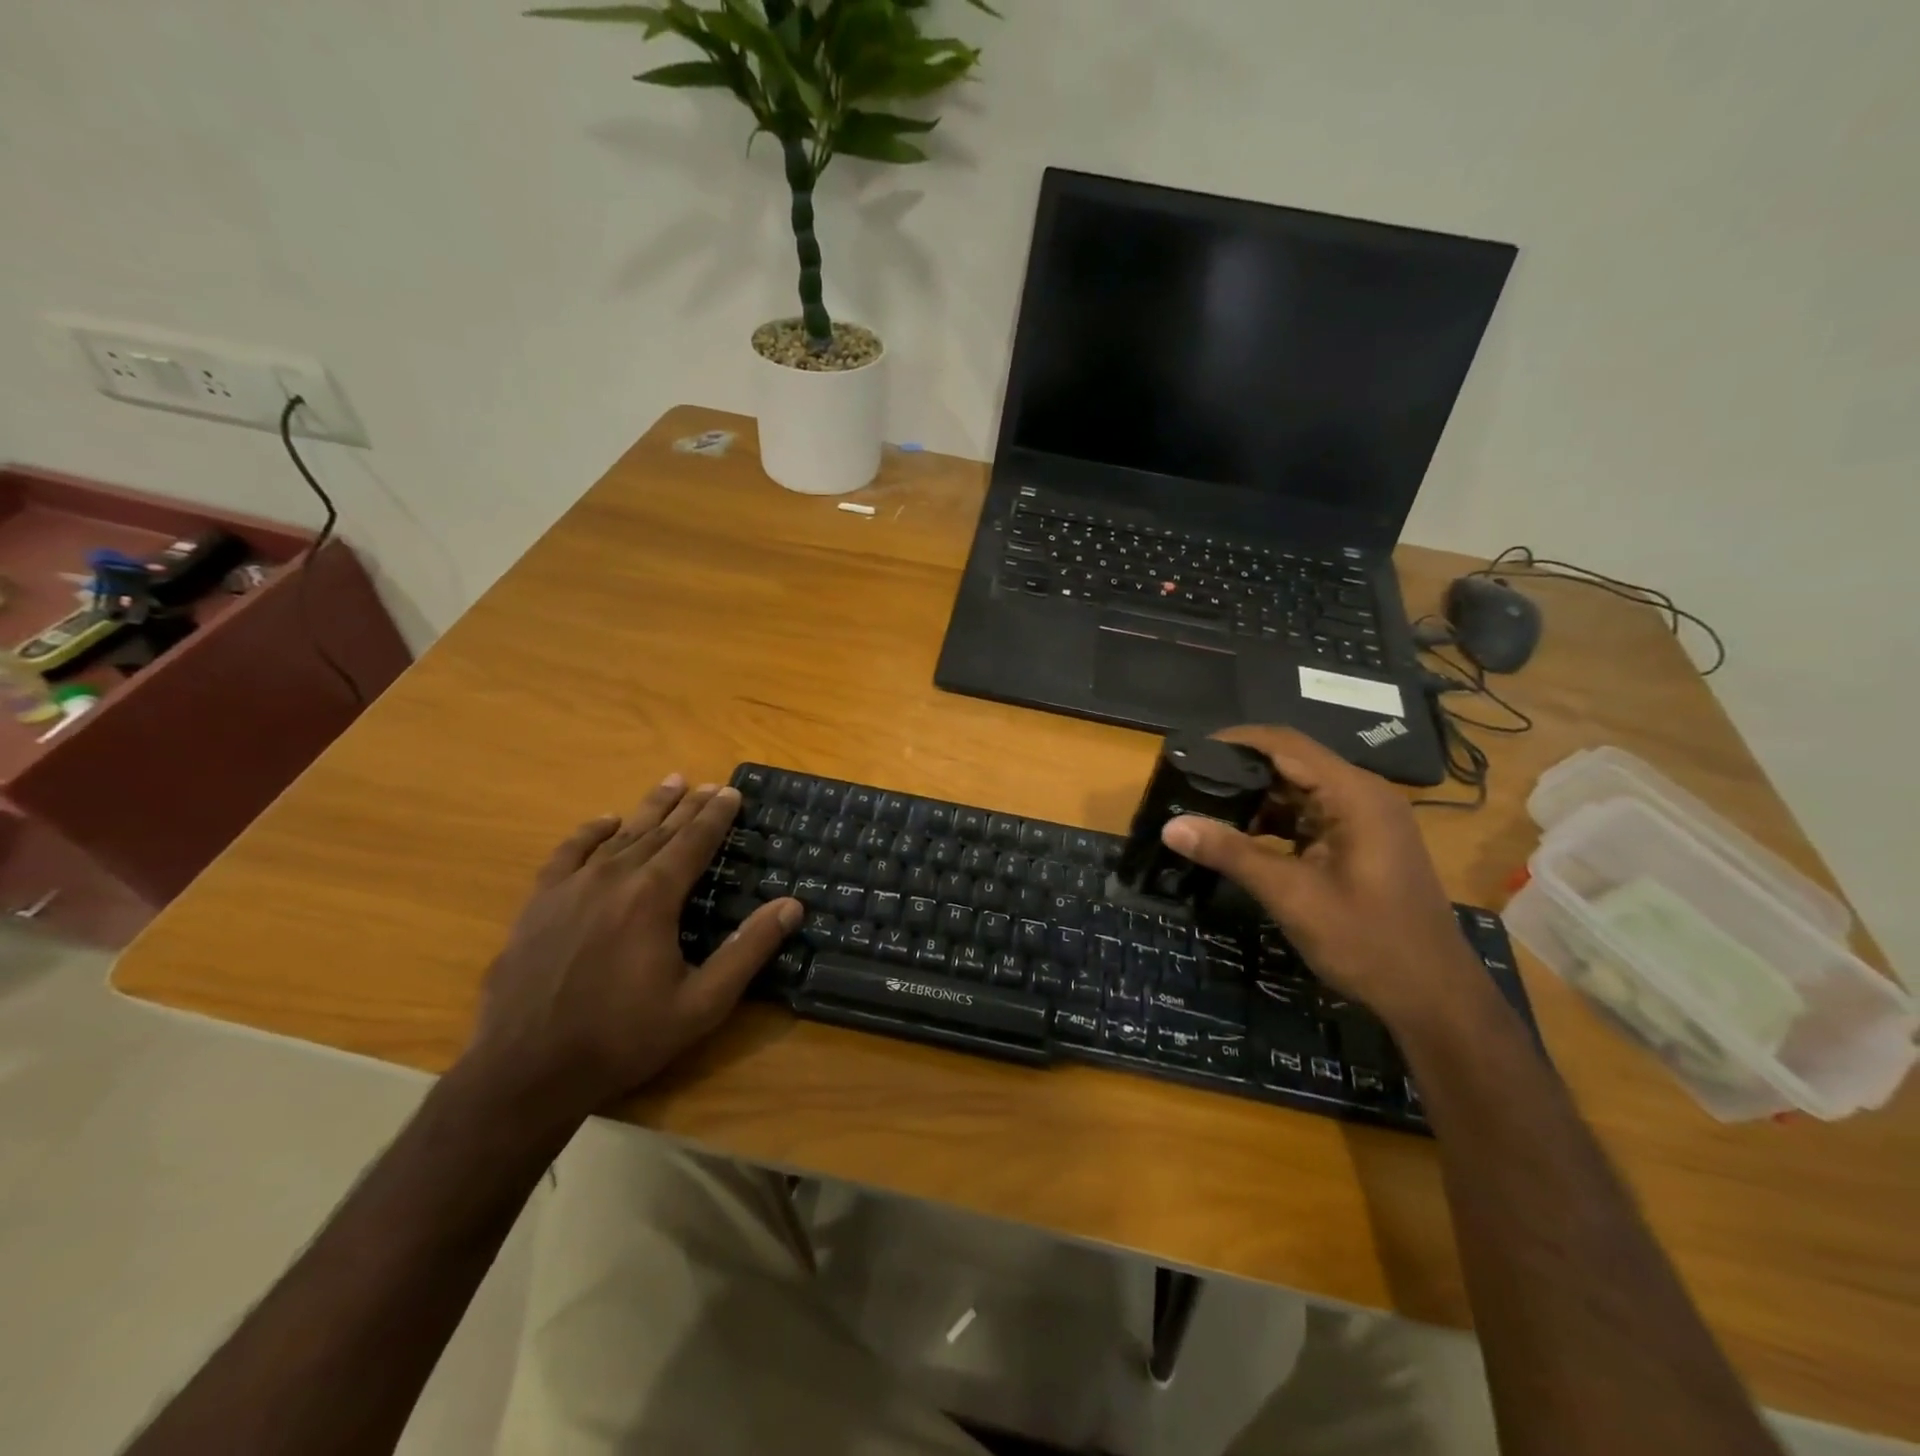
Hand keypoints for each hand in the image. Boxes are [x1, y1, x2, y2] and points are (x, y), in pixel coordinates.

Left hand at [459, 775, 801, 1123]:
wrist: (525, 1072)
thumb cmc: (623, 1038)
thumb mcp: (701, 1004)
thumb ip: (748, 950)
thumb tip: (792, 905)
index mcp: (653, 897)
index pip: (694, 842)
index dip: (716, 816)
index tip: (732, 791)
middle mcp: (612, 878)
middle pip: (659, 831)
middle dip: (689, 806)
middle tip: (710, 785)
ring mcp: (569, 888)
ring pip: (618, 835)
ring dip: (648, 809)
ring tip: (671, 783)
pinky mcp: (538, 904)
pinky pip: (568, 853)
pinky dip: (590, 832)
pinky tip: (604, 822)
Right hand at [1161, 727, 1481, 1026]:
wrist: (1433, 997)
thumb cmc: (1367, 941)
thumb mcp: (1291, 895)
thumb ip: (1231, 853)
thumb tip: (1171, 825)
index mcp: (1354, 795)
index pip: (1285, 744)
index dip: (1235, 741)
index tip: (1189, 752)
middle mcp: (1362, 795)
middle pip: (1291, 764)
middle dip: (1239, 772)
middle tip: (1187, 783)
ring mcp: (1364, 820)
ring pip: (1298, 792)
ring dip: (1254, 800)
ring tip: (1203, 810)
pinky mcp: (1360, 844)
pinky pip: (1309, 818)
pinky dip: (1274, 824)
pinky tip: (1239, 839)